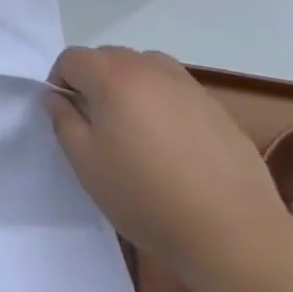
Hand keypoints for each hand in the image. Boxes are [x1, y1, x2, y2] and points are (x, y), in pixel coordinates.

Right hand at [48, 46, 285, 290]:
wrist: (234, 233)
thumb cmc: (146, 197)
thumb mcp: (87, 164)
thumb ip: (63, 121)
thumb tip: (58, 97)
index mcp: (112, 76)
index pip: (72, 58)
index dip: (60, 80)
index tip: (65, 114)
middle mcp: (149, 68)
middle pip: (108, 58)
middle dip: (94, 82)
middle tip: (97, 125)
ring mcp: (187, 85)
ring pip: (144, 69)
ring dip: (129, 88)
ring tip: (135, 131)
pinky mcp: (215, 107)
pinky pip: (175, 91)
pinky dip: (162, 104)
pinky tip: (172, 146)